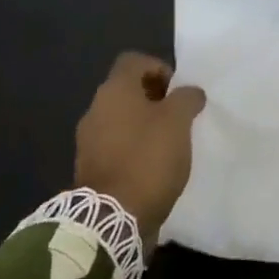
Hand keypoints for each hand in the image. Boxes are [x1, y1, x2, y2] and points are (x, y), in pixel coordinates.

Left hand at [74, 52, 206, 243]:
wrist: (112, 217)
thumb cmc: (147, 159)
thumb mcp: (178, 122)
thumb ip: (186, 99)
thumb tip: (190, 92)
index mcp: (114, 91)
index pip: (134, 61)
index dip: (159, 68)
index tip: (179, 91)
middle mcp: (96, 109)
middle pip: (127, 90)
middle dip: (155, 99)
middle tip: (180, 117)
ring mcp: (89, 140)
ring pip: (121, 119)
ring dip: (144, 125)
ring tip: (170, 144)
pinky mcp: (91, 167)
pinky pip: (116, 146)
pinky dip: (134, 149)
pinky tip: (154, 166)